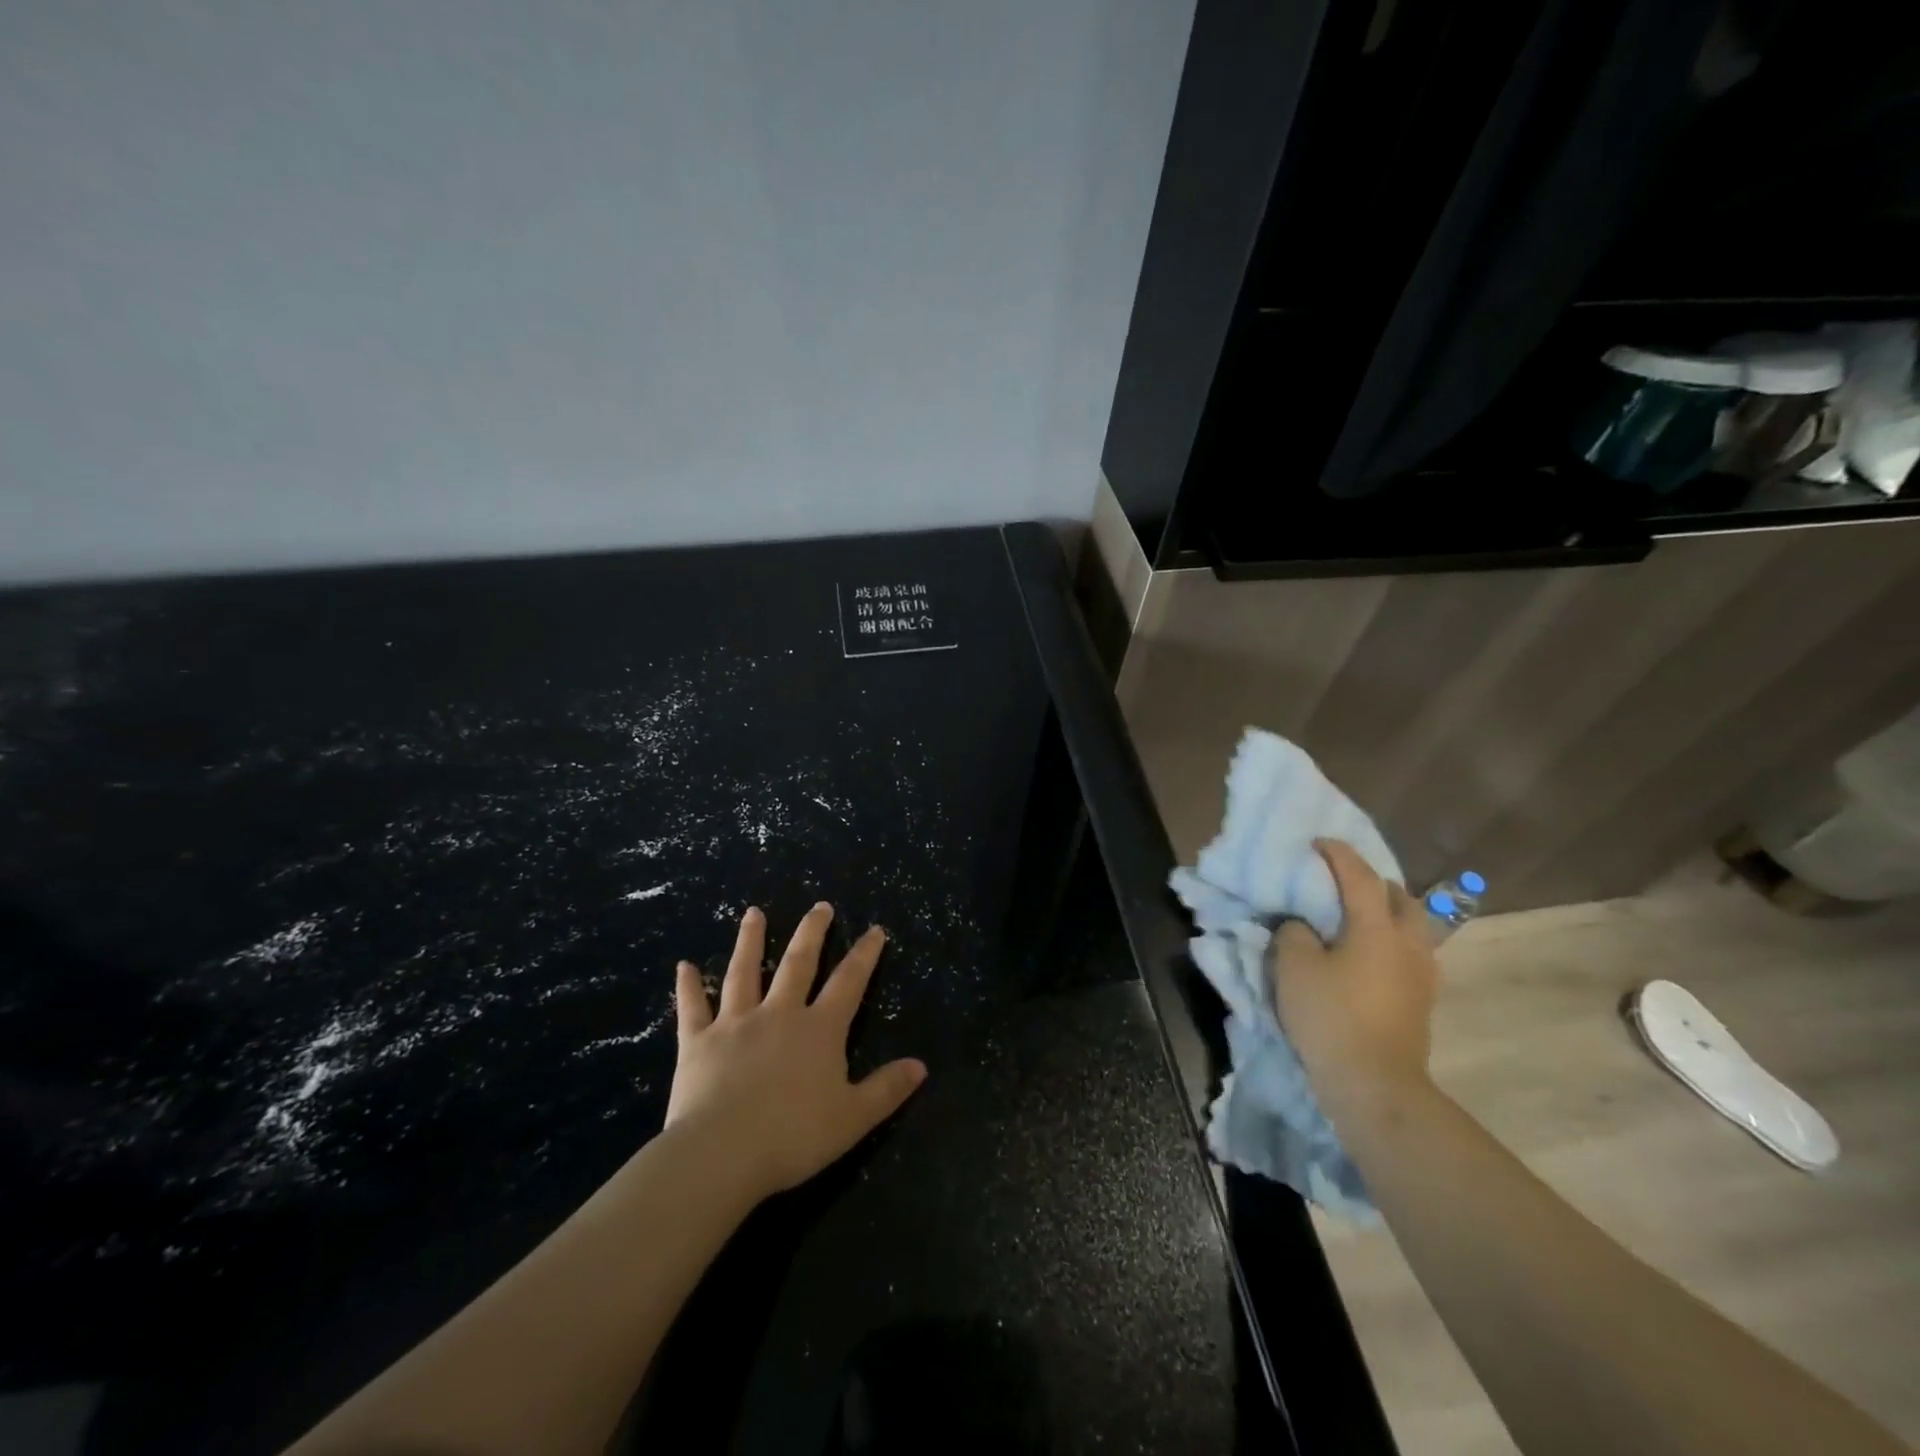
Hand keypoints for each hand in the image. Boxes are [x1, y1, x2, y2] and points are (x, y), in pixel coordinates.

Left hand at [665, 903, 926, 1202]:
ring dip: (750, 941)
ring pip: (745, 972)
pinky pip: (693, 1008)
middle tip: (819, 906)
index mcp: (819, 1030)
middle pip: (798, 964)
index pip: (849, 983)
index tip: (874, 929)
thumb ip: (886, 1089)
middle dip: (812, 933)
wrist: (722, 1153)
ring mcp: (735, 1024)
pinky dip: (689, 986)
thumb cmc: (793, 1136)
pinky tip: (685, 966)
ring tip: (753, 913)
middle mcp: (779, 1014)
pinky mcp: (698, 1042)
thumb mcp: (852, 1118)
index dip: (864, 955)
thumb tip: (921, 1066)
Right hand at [1270, 839, 1439, 1110]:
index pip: (1360, 876)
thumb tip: (1303, 925)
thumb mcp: (1293, 967)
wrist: (1375, 1083)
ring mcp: (1422, 973)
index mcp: (1377, 927)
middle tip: (1342, 883)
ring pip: (1411, 926)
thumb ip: (1294, 932)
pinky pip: (1410, 953)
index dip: (1338, 854)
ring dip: (1386, 913)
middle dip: (1373, 882)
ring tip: (1356, 918)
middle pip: (1400, 897)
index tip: (1318, 843)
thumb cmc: (1331, 1016)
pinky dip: (1390, 941)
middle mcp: (1408, 942)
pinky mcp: (1422, 1000)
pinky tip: (1367, 954)